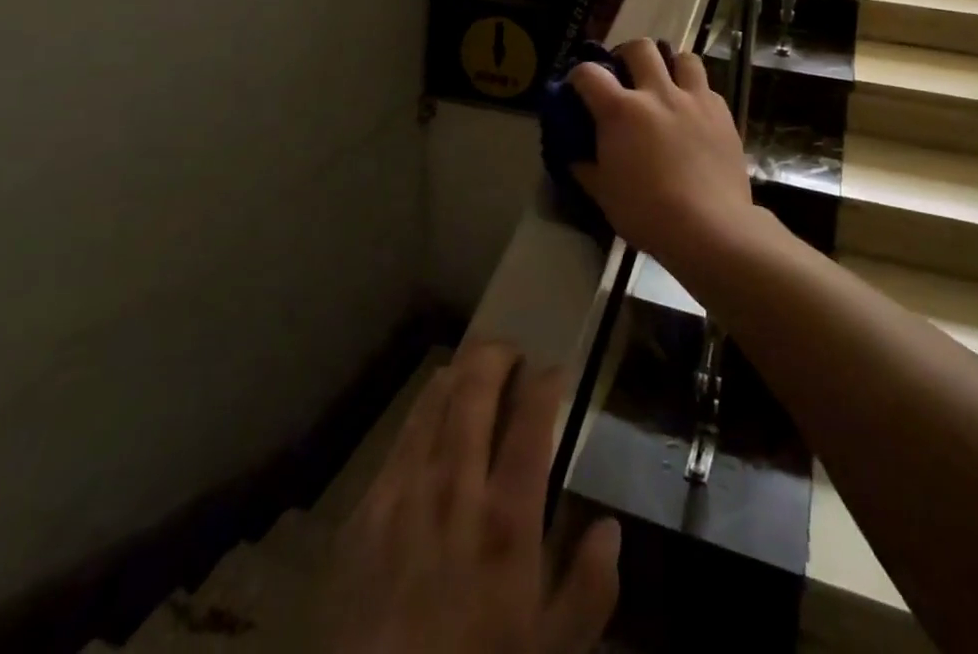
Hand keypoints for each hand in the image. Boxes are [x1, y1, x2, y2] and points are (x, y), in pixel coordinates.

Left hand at [323, 340, 620, 653]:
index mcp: (507, 519)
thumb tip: (609, 529)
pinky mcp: (369, 505)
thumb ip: (588, 591)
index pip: (532, 419)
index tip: (556, 371)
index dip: (547, 381)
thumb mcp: (549, 650)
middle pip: (476, 387)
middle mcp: (456, 486)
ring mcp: (406, 490)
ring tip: (476, 367)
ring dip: (460, 372)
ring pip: (435, 399)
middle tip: (514, 354)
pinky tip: (434, 409)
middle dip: (498, 355)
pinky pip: (402, 434)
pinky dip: (425, 407)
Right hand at [569, 40, 759, 276]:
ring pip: (683, 57)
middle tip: (625, 76)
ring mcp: (693, 99)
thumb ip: (585, 167)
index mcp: (621, 111)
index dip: (578, 75)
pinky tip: (693, 114)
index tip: (578, 88)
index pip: (589, 73)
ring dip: (670, 66)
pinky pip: (707, 87)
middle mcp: (657, 93)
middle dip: (627, 55)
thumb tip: (574, 155)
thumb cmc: (648, 213)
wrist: (710, 227)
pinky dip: (696, 93)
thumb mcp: (603, 194)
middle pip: (640, 47)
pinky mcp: (722, 113)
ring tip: (666, 85)